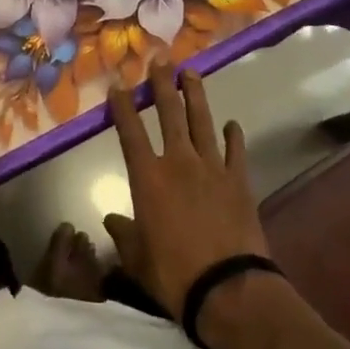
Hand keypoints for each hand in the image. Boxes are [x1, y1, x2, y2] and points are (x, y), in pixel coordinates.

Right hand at [103, 61, 268, 318]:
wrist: (228, 287)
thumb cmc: (173, 273)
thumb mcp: (137, 257)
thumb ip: (124, 234)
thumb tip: (111, 220)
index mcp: (148, 177)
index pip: (130, 132)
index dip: (122, 106)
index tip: (118, 86)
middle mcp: (178, 162)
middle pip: (169, 114)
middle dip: (163, 85)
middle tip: (161, 61)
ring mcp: (212, 168)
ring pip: (201, 122)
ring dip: (196, 96)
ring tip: (192, 73)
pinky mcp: (238, 180)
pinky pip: (234, 150)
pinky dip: (232, 136)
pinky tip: (231, 124)